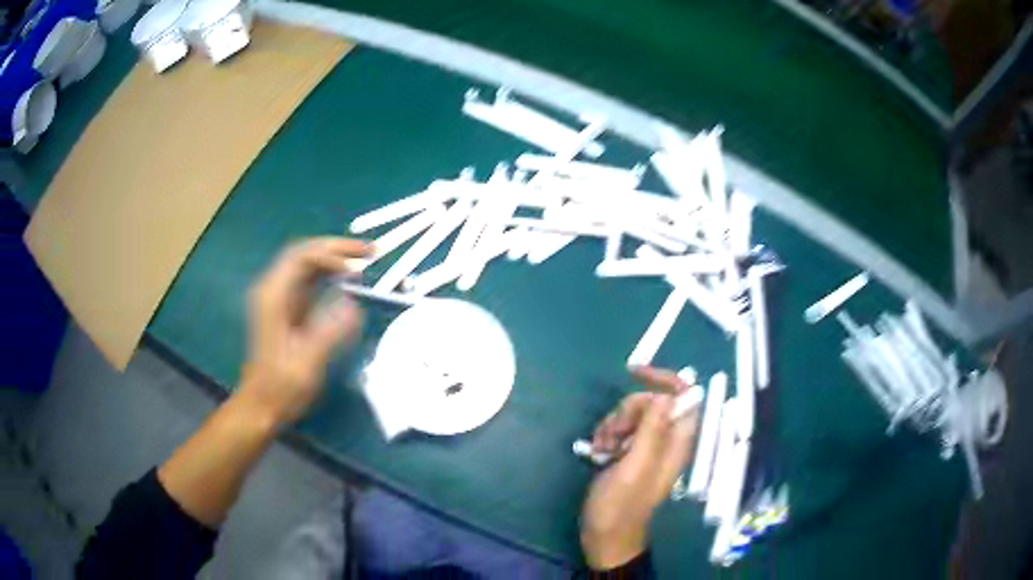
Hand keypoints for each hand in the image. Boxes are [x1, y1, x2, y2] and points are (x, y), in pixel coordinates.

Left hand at [240, 237, 371, 426]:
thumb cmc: (281, 387)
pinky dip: (330, 274)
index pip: (300, 257)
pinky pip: (309, 280)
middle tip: (371, 251)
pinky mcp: (286, 309)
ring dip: (335, 258)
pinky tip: (348, 280)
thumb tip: (353, 304)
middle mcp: (273, 289)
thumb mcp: (307, 363)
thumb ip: (328, 331)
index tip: (357, 270)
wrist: (261, 405)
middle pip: (304, 253)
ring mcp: (279, 298)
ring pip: (307, 264)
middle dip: (337, 248)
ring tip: (365, 260)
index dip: (330, 255)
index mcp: (272, 296)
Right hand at [580, 366, 699, 568]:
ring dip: (613, 425)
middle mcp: (667, 440)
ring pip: (633, 414)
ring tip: (602, 449)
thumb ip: (652, 431)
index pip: (683, 396)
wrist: (605, 535)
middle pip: (652, 403)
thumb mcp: (635, 467)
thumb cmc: (620, 506)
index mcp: (677, 442)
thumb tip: (666, 395)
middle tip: (612, 437)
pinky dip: (607, 434)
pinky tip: (598, 451)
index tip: (633, 374)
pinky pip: (621, 429)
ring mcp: (648, 447)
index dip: (663, 380)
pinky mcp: (631, 453)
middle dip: (627, 411)